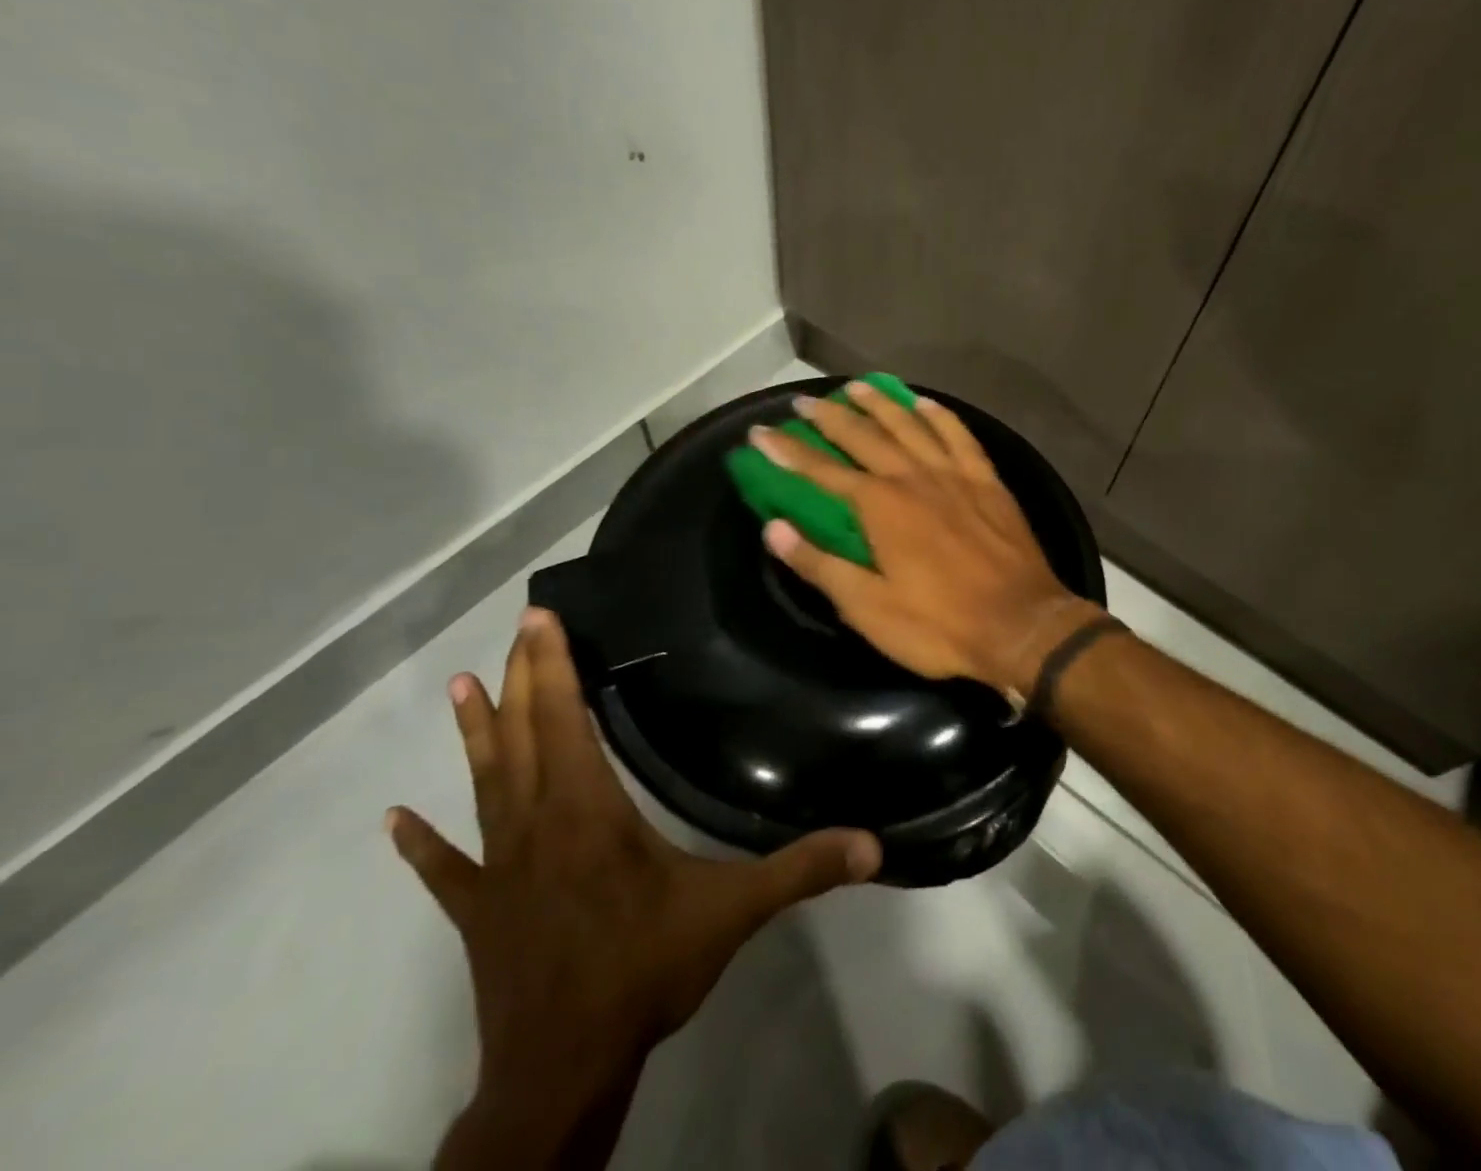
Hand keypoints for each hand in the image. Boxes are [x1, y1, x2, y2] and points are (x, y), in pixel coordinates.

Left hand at [388, 608, 881, 1169]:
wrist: (559, 1072)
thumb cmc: (643, 974)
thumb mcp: (733, 914)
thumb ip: (801, 870)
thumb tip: (873, 844)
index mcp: (589, 812)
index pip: (565, 722)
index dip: (554, 668)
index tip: (541, 620)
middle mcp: (537, 825)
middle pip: (523, 737)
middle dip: (521, 676)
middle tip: (518, 627)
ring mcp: (500, 868)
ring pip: (485, 785)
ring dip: (475, 734)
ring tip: (457, 687)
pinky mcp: (479, 911)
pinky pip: (446, 869)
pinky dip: (422, 844)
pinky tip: (395, 820)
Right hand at [749, 380, 1105, 705]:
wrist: (1021, 626)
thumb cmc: (939, 625)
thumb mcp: (868, 607)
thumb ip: (819, 564)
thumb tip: (773, 528)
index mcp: (880, 507)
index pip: (821, 471)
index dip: (787, 452)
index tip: (760, 432)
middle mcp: (913, 477)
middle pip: (864, 436)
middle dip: (829, 417)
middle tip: (805, 400)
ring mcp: (954, 475)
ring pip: (910, 425)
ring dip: (880, 404)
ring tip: (857, 386)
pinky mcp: (988, 481)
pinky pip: (960, 436)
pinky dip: (940, 415)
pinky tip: (925, 403)